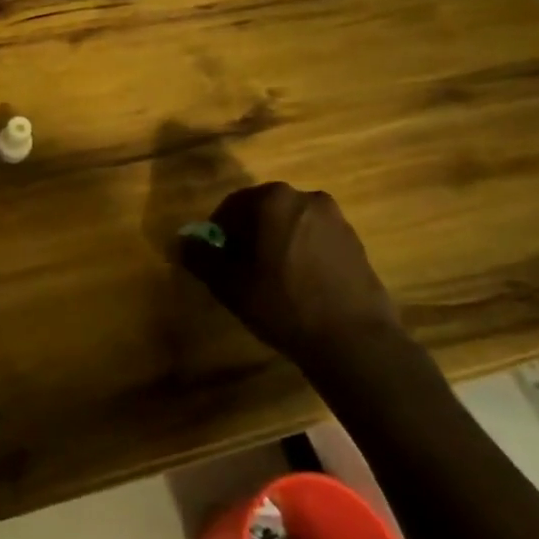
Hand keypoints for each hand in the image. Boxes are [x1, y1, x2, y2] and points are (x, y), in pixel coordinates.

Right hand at [180, 183, 399, 364]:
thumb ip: (201, 257)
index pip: (233, 206)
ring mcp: (336, 220)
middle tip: (241, 268)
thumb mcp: (230, 284)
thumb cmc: (283, 304)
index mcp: (273, 199)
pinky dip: (303, 253)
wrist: (354, 340)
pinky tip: (300, 286)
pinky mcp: (356, 243)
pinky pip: (316, 239)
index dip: (219, 232)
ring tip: (272, 279)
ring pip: (292, 224)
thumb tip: (183, 241)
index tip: (216, 258)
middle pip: (265, 211)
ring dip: (277, 243)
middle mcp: (306, 198)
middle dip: (250, 234)